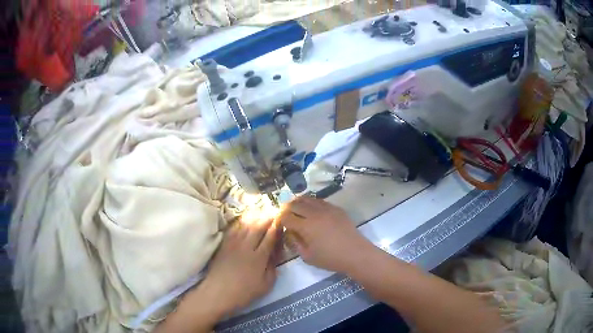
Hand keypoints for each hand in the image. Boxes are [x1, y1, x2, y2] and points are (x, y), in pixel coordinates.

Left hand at [198, 216, 278, 316]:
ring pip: (245, 224)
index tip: (282, 219)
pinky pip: (233, 228)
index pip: (270, 237)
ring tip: (262, 209)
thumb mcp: (266, 285)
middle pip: (258, 227)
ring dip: (255, 215)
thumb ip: (272, 267)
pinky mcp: (224, 244)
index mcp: (259, 257)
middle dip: (267, 217)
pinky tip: (245, 217)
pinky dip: (241, 220)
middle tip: (274, 211)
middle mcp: (246, 246)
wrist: (218, 293)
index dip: (277, 227)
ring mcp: (233, 244)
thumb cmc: (244, 292)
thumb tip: (275, 254)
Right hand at [278, 197, 371, 273]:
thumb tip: (289, 232)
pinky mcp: (336, 208)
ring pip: (307, 199)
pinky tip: (311, 210)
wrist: (355, 253)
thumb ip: (295, 243)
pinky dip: (311, 203)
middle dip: (286, 208)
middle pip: (295, 204)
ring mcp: (327, 209)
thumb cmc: (330, 258)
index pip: (286, 217)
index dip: (280, 219)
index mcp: (306, 226)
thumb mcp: (307, 256)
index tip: (279, 223)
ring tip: (295, 209)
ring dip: (298, 202)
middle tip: (284, 214)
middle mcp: (315, 213)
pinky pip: (320, 201)